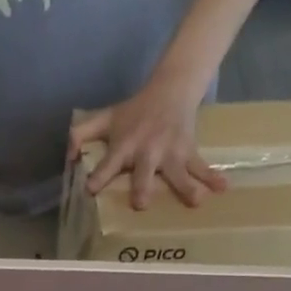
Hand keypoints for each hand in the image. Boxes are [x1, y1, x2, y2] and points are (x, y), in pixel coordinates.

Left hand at [70, 74, 227, 211]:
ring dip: (186, 186)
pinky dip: (212, 176)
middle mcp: (148, 151)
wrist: (172, 87)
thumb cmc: (134, 112)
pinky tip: (223, 188)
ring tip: (196, 201)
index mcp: (125, 145)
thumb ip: (82, 135)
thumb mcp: (105, 119)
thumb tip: (67, 156)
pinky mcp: (188, 150)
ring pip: (178, 171)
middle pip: (144, 171)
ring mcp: (170, 152)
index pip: (108, 163)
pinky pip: (200, 165)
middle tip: (142, 203)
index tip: (90, 189)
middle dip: (142, 186)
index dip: (99, 176)